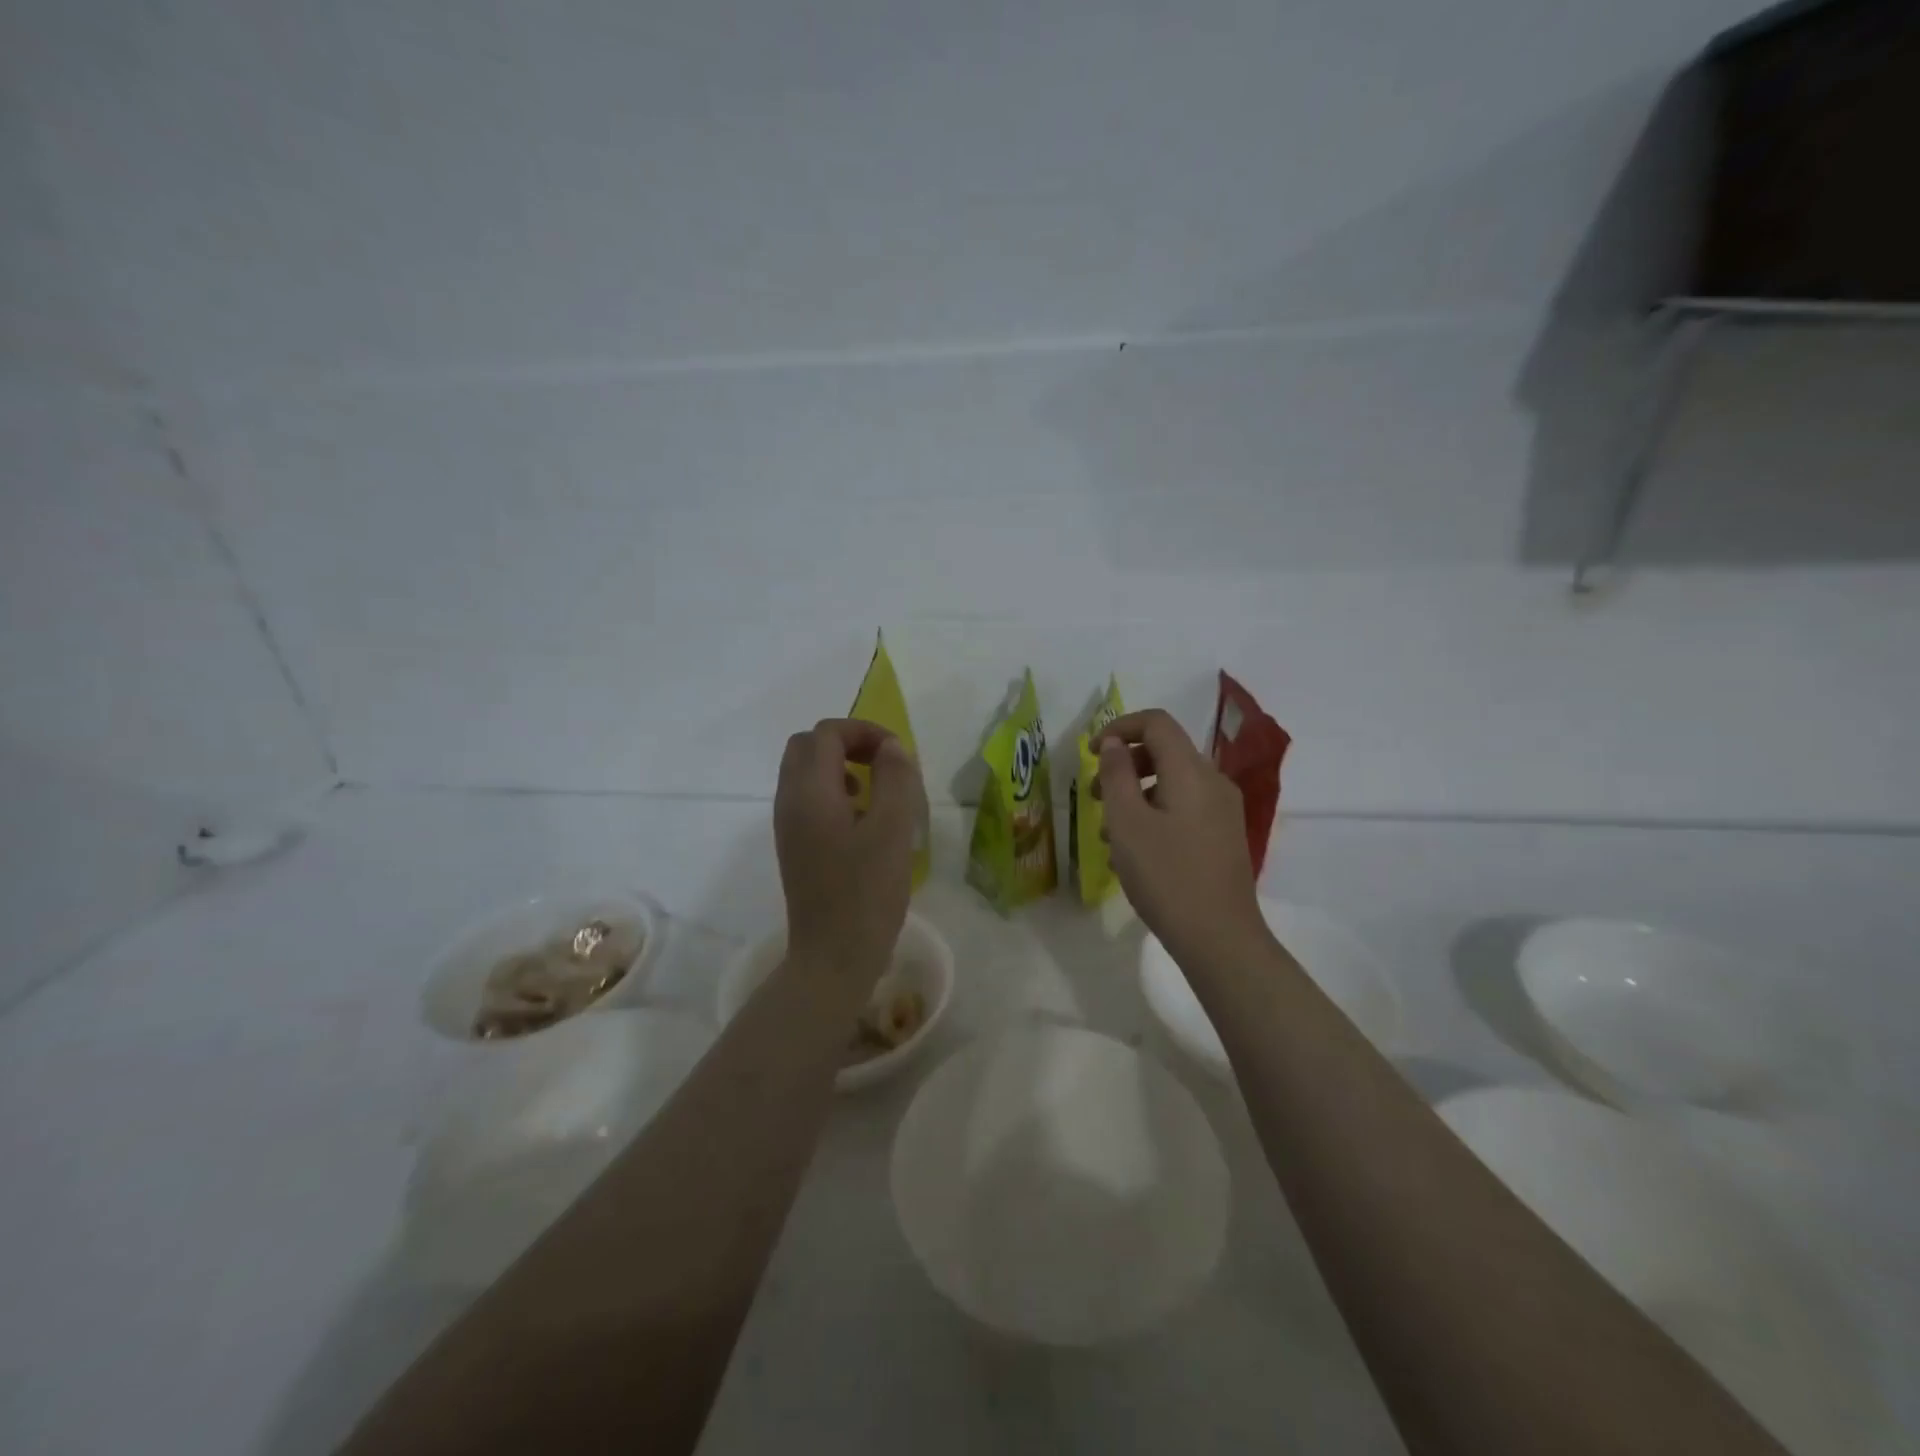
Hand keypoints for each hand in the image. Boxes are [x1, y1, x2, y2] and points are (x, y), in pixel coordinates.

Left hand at [774, 718, 925, 985]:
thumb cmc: (866, 893)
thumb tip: (891, 748)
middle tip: (884, 764)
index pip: (827, 734)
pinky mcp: (795, 846)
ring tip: (877, 792)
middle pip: (807, 746)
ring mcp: (788, 826)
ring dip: (840, 767)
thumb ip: (895, 780)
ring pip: (805, 772)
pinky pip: (808, 799)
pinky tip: (864, 822)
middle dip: (847, 743)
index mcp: (810, 792)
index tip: (897, 753)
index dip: (864, 731)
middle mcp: (790, 802)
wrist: (832, 957)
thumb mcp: (893, 831)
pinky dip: (834, 792)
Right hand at [1093, 709, 1264, 963]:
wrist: (1219, 938)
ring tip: (1109, 832)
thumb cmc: (1166, 876)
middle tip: (1094, 797)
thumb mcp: (1127, 823)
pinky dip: (1154, 813)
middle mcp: (1213, 782)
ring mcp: (1223, 810)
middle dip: (1124, 765)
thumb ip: (1116, 775)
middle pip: (1165, 751)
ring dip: (1135, 793)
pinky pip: (1183, 807)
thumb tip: (1112, 743)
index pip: (1156, 723)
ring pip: (1172, 782)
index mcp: (1191, 771)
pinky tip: (1133, 852)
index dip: (1119, 727)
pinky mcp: (1223, 836)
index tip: (1090, 753)